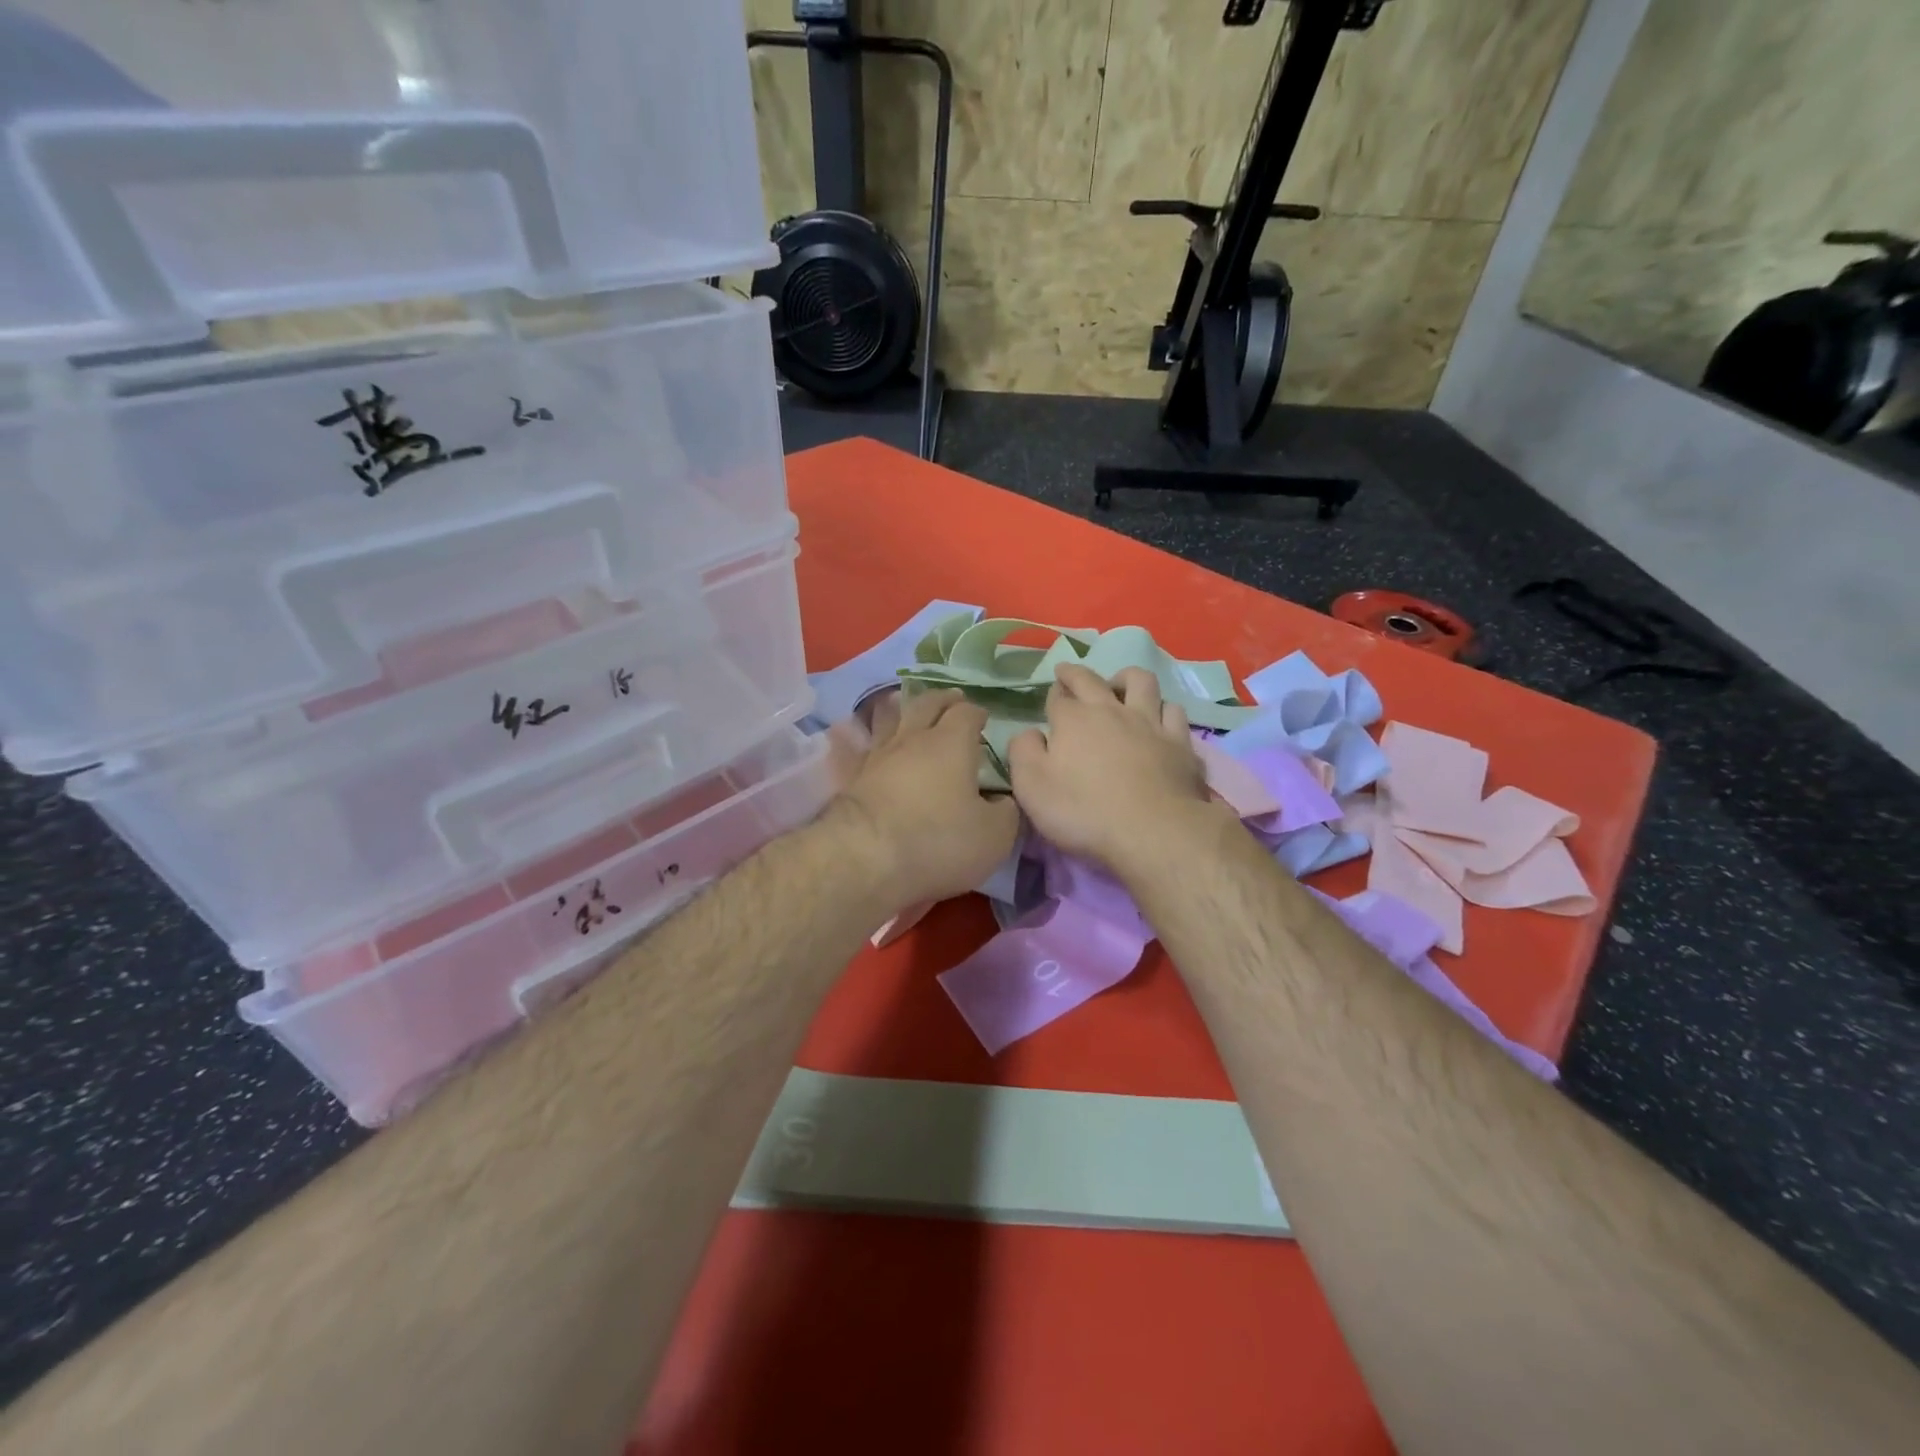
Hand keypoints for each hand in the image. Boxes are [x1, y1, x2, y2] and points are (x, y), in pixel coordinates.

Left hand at [831, 688, 1020, 912]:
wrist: (863, 858)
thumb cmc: (938, 841)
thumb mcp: (994, 836)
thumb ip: (1006, 812)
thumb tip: (1003, 801)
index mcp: (952, 743)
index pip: (967, 713)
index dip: (977, 713)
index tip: (984, 718)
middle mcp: (912, 739)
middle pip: (926, 704)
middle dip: (942, 700)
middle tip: (951, 700)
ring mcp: (876, 756)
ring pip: (888, 719)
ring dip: (900, 710)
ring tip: (904, 707)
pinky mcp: (850, 778)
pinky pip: (856, 748)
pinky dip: (858, 738)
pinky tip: (850, 735)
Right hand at [1006, 664, 1222, 874]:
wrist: (1152, 831)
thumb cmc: (1083, 811)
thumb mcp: (1031, 786)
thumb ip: (1023, 752)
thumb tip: (1029, 733)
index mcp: (1073, 719)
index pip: (1058, 697)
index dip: (1053, 694)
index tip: (1051, 695)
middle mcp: (1111, 710)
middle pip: (1093, 679)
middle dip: (1077, 673)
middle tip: (1069, 673)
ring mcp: (1150, 723)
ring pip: (1141, 682)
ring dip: (1126, 679)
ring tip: (1120, 687)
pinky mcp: (1180, 743)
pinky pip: (1174, 711)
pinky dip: (1163, 710)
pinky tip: (1159, 719)